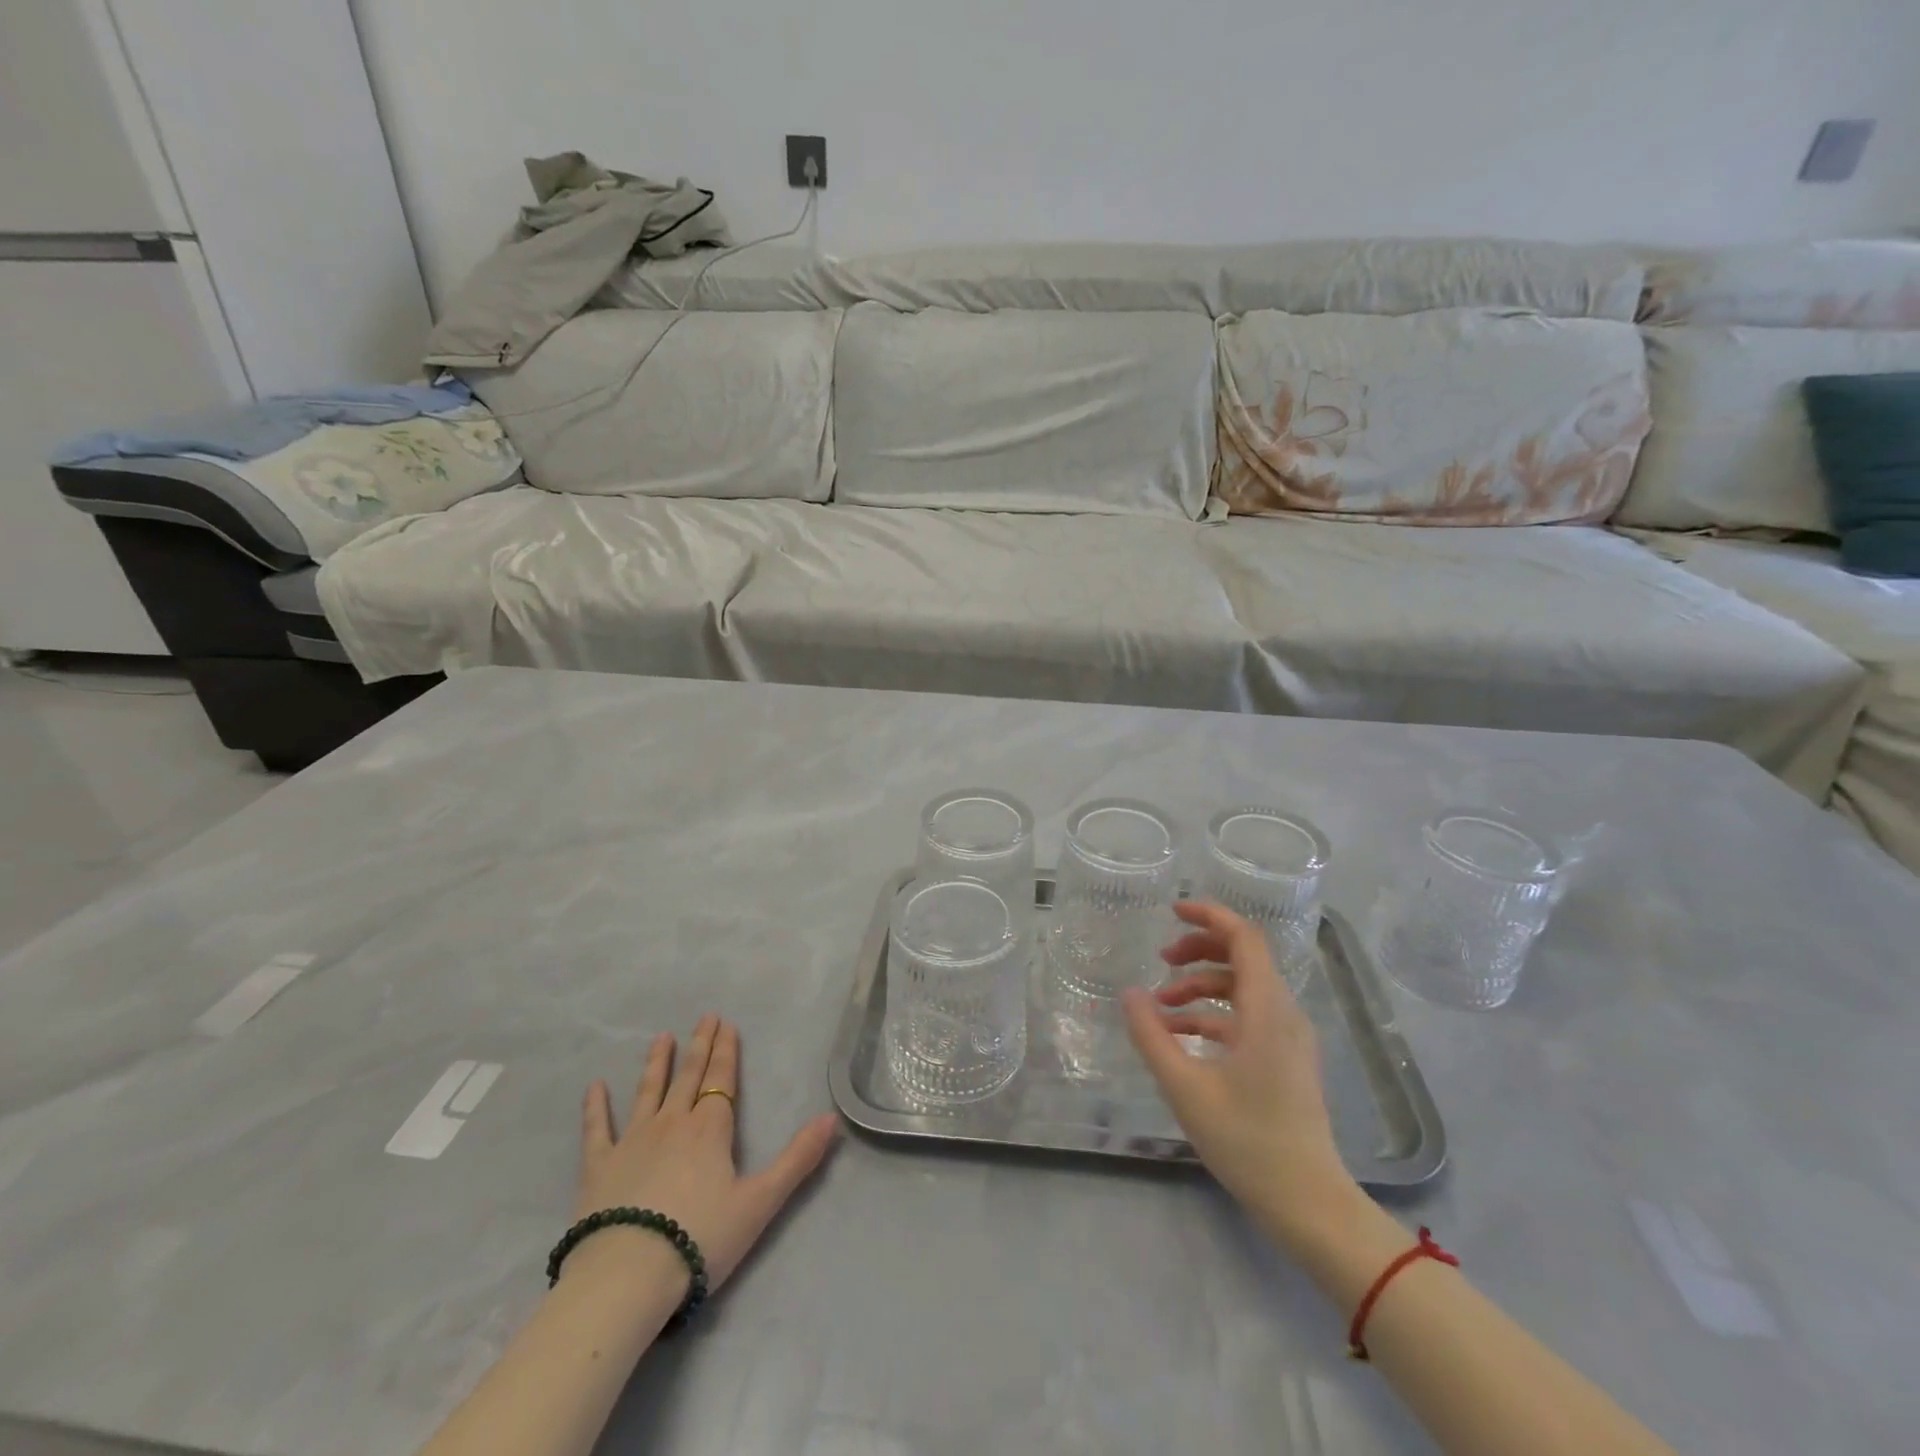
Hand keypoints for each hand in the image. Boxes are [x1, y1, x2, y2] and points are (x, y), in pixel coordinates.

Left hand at [572, 1014, 839, 1295]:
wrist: (626, 1277)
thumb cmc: (699, 1239)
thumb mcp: (760, 1202)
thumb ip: (797, 1159)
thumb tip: (832, 1118)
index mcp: (710, 1129)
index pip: (722, 1080)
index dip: (726, 1051)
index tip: (726, 1024)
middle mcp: (672, 1123)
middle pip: (689, 1076)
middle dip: (700, 1045)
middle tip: (704, 1017)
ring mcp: (632, 1141)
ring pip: (648, 1091)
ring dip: (657, 1063)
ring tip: (662, 1037)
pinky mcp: (598, 1167)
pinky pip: (597, 1129)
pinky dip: (596, 1107)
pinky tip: (595, 1086)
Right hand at [1123, 901, 1360, 1244]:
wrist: (1308, 1203)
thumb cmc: (1247, 1141)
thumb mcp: (1185, 1087)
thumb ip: (1152, 1035)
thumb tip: (1129, 993)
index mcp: (1266, 1010)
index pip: (1244, 938)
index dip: (1209, 916)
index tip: (1172, 911)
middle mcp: (1283, 1014)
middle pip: (1243, 957)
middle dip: (1198, 950)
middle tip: (1161, 958)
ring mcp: (1288, 1038)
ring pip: (1242, 989)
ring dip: (1200, 987)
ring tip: (1160, 1008)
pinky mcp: (1285, 1060)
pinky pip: (1246, 1018)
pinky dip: (1212, 1016)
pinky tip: (1180, 1038)